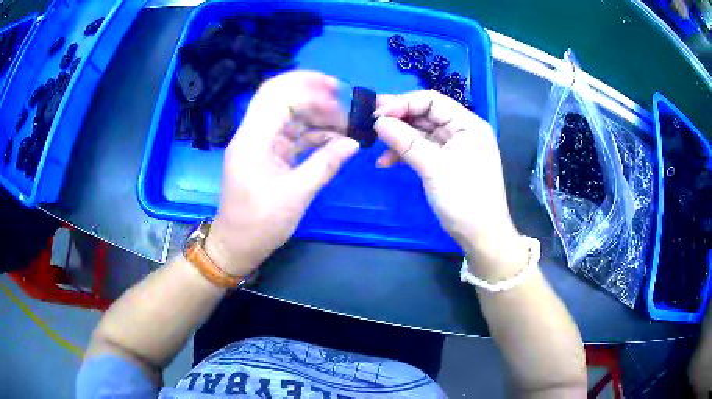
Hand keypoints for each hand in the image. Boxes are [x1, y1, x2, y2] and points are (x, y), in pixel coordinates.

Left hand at [205, 71, 358, 275]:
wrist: (237, 246)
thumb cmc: (260, 224)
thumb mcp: (296, 195)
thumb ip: (325, 164)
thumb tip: (354, 143)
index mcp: (252, 140)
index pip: (278, 96)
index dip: (309, 90)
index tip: (340, 98)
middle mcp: (253, 134)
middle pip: (281, 98)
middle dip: (313, 95)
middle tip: (345, 102)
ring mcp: (260, 144)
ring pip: (289, 116)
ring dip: (316, 115)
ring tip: (346, 123)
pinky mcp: (267, 155)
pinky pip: (291, 135)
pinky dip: (312, 134)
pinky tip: (335, 139)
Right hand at [374, 91, 526, 277]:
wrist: (481, 236)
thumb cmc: (465, 198)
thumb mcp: (434, 167)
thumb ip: (406, 141)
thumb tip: (378, 122)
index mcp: (467, 124)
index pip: (431, 100)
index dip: (403, 103)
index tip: (376, 114)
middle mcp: (461, 131)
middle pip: (425, 115)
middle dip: (398, 119)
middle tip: (369, 125)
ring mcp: (454, 147)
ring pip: (421, 133)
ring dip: (399, 138)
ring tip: (376, 148)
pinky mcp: (446, 163)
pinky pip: (422, 150)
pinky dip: (405, 154)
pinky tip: (386, 163)